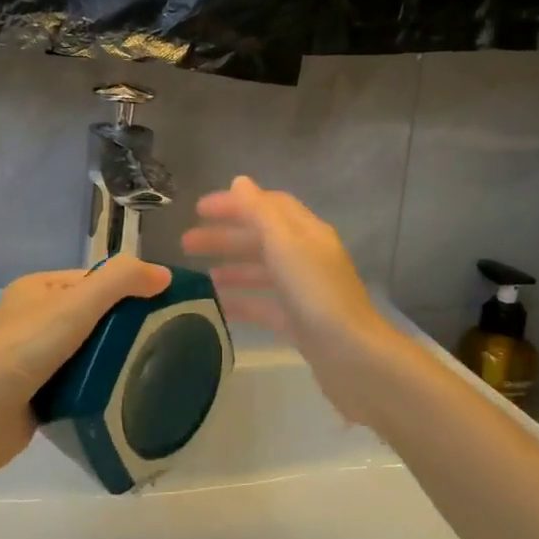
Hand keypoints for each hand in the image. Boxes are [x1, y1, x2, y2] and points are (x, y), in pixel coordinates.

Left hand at [0, 256, 171, 478]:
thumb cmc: (25, 349)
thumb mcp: (76, 304)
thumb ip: (120, 282)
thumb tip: (163, 274)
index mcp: (39, 289)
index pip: (95, 280)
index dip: (129, 289)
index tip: (166, 307)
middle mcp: (35, 319)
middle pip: (94, 316)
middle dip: (126, 327)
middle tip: (166, 342)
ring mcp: (35, 359)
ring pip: (89, 351)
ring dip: (114, 359)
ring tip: (154, 369)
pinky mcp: (39, 394)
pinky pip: (80, 382)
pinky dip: (99, 386)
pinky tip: (125, 395)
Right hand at [181, 177, 405, 425]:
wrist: (352, 356)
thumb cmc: (316, 294)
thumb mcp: (285, 244)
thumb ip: (260, 211)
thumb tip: (239, 181)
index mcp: (307, 233)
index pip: (269, 206)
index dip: (235, 203)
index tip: (198, 210)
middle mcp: (307, 257)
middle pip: (262, 238)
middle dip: (225, 236)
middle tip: (186, 243)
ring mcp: (304, 291)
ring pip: (262, 271)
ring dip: (231, 267)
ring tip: (199, 275)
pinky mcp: (299, 322)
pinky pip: (264, 304)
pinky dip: (242, 301)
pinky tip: (218, 306)